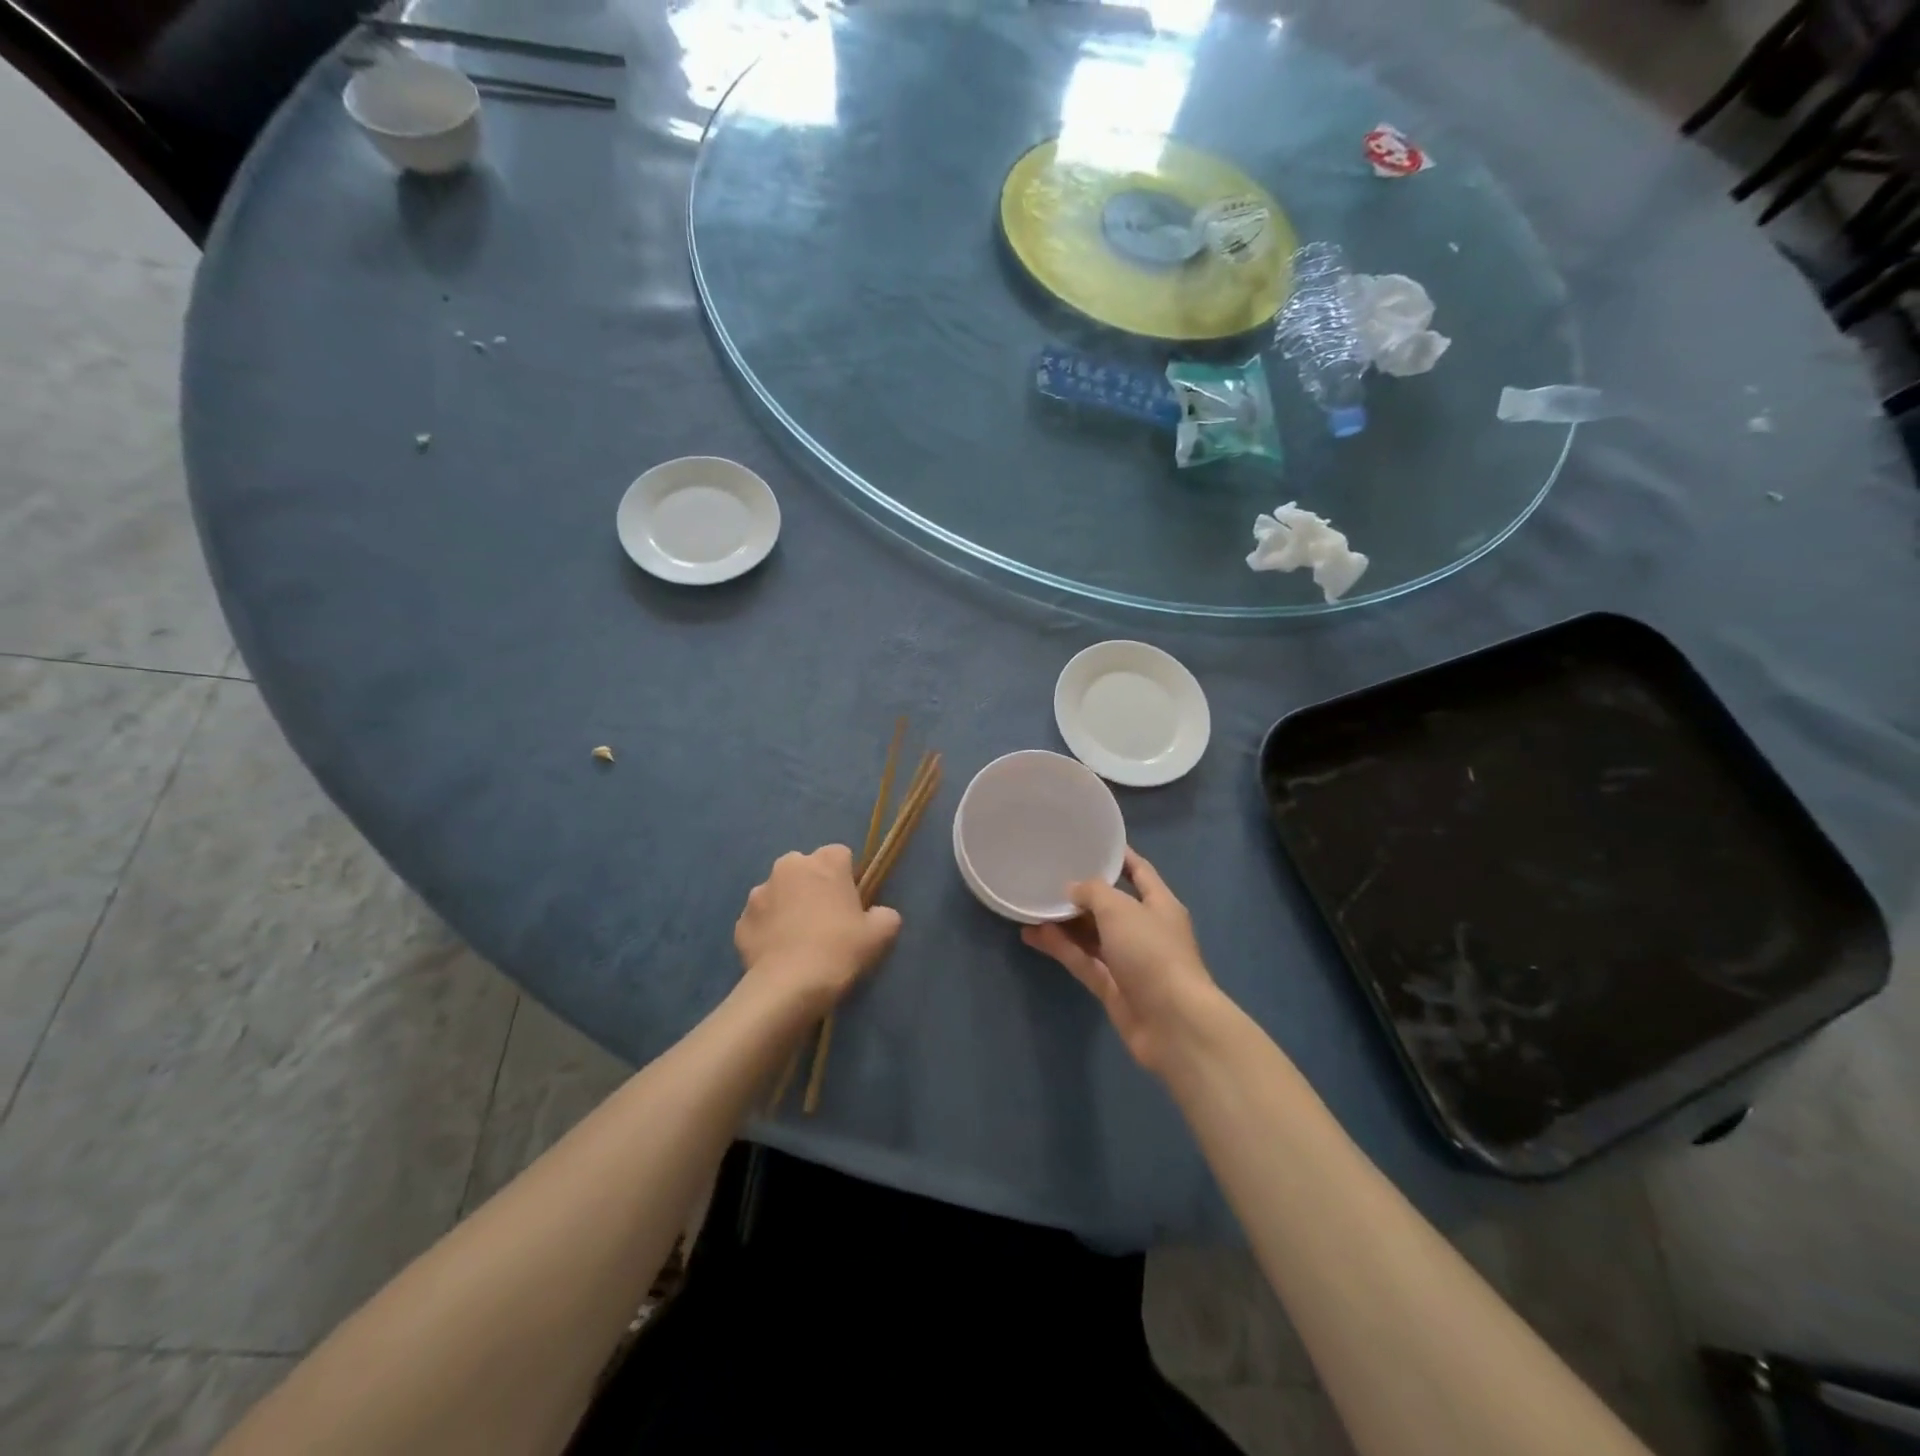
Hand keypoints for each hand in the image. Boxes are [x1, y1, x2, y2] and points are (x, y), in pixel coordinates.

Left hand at [735, 845, 900, 1012]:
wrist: (789, 987)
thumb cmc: (839, 950)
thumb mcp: (880, 934)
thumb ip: (885, 914)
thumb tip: (877, 914)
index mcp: (825, 862)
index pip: (840, 855)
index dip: (847, 877)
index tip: (852, 903)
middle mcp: (788, 867)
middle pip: (805, 869)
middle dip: (813, 886)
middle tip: (825, 920)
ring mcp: (759, 892)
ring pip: (779, 892)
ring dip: (787, 906)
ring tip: (798, 939)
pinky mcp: (741, 921)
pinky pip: (760, 919)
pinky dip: (768, 930)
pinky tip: (779, 954)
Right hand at [1022, 848, 1218, 1074]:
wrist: (1173, 1023)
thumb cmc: (1152, 952)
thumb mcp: (1120, 909)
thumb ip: (1092, 892)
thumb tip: (1072, 890)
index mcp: (1159, 904)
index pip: (1138, 871)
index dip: (1117, 856)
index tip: (1089, 842)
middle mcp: (1145, 930)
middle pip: (1110, 905)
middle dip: (1082, 894)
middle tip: (1048, 877)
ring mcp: (1129, 961)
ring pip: (1092, 935)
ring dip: (1065, 923)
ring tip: (1031, 907)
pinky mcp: (1113, 988)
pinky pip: (1083, 961)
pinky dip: (1061, 948)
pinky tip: (1033, 935)